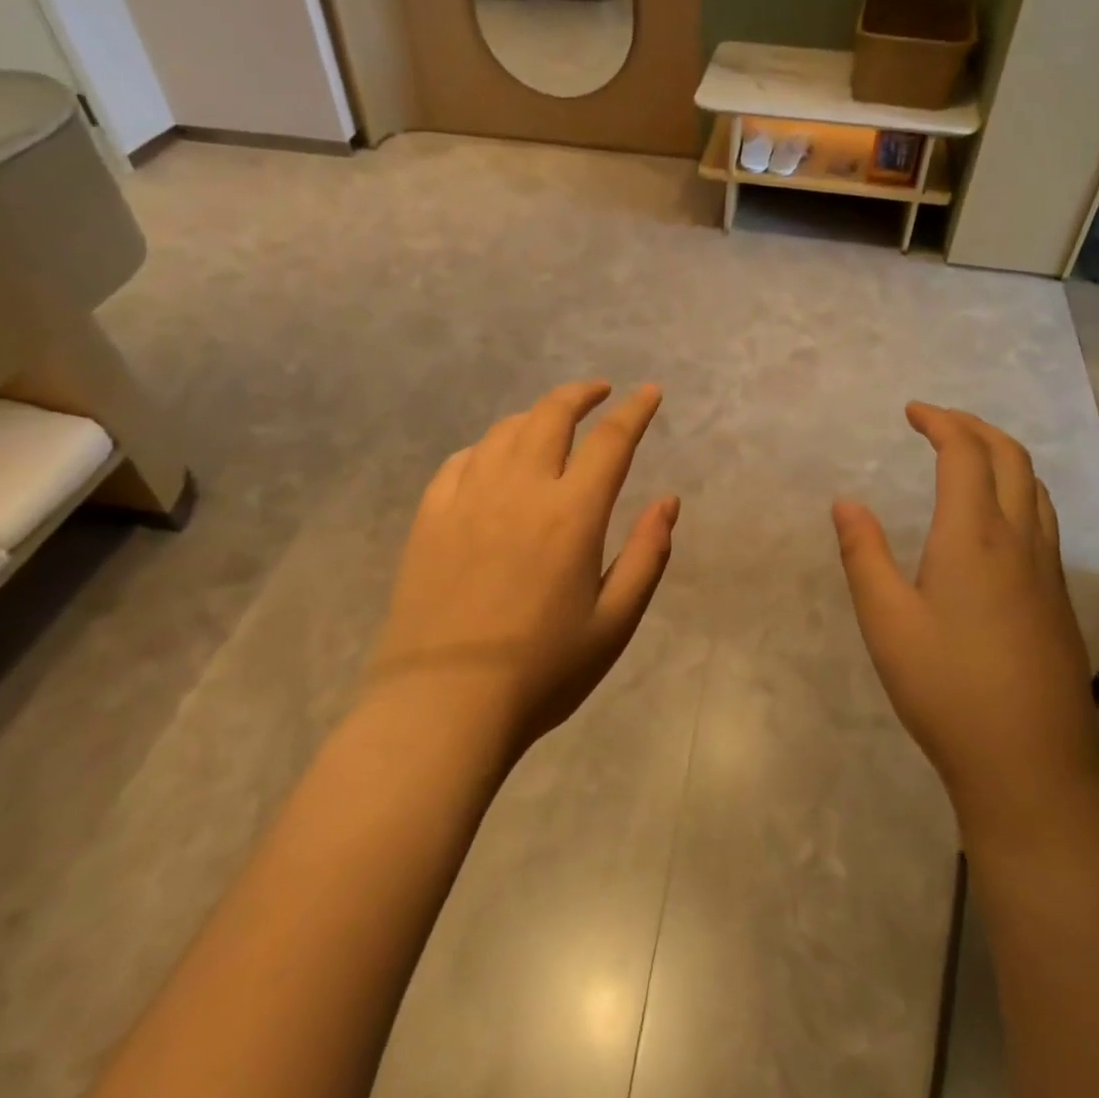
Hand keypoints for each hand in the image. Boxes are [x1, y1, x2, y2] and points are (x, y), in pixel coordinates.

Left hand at [368, 380, 678, 753]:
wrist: (443, 706)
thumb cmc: (541, 672)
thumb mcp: (614, 623)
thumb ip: (647, 555)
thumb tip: (668, 501)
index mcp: (572, 514)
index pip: (611, 440)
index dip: (635, 410)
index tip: (649, 392)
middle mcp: (520, 489)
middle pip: (551, 415)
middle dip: (580, 394)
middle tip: (599, 392)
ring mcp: (468, 499)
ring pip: (504, 431)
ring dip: (535, 415)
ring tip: (551, 424)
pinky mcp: (430, 517)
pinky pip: (460, 461)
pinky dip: (487, 447)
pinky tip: (493, 459)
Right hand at [833, 404, 1098, 842]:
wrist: (1030, 763)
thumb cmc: (946, 687)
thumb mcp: (886, 621)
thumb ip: (863, 555)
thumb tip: (846, 502)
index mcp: (974, 537)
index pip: (965, 454)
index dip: (940, 422)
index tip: (912, 411)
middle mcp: (1020, 541)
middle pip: (1011, 457)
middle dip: (974, 427)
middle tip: (937, 422)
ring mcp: (1048, 571)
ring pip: (1036, 488)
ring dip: (1002, 456)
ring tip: (967, 458)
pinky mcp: (1059, 600)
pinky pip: (1044, 520)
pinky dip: (1019, 491)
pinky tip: (995, 521)